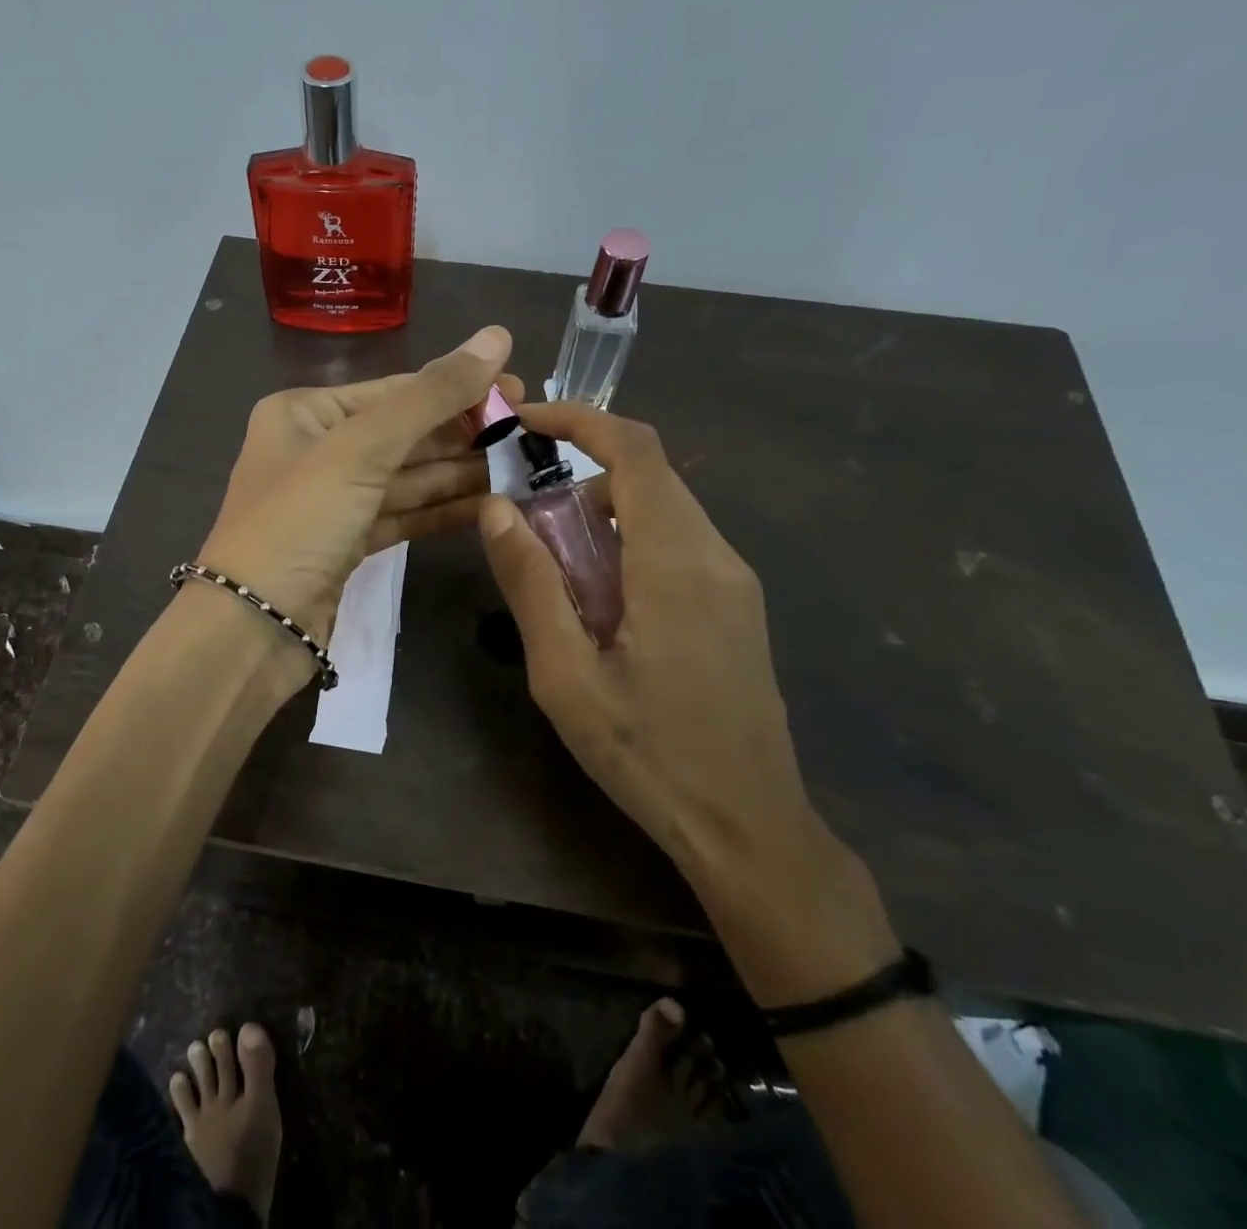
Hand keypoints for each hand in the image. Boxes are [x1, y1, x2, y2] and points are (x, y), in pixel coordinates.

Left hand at [197, 326, 516, 651]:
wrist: (253, 628)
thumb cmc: (299, 522)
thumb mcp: (362, 449)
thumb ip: (431, 395)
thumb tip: (497, 336)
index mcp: (305, 413)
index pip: (395, 392)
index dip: (458, 388)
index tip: (520, 390)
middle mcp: (317, 450)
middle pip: (405, 434)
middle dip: (464, 434)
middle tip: (530, 431)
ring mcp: (334, 501)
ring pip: (408, 478)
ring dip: (462, 474)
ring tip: (523, 467)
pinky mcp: (349, 544)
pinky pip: (404, 515)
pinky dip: (444, 511)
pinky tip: (491, 505)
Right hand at [476, 403, 898, 1002]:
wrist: (749, 827)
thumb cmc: (648, 753)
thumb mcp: (566, 675)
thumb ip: (531, 584)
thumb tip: (498, 509)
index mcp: (676, 562)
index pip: (637, 451)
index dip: (580, 421)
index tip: (525, 424)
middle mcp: (716, 555)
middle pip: (649, 477)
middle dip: (581, 474)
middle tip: (524, 515)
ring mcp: (735, 581)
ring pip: (664, 511)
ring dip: (603, 514)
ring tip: (556, 570)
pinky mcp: (737, 606)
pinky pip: (679, 545)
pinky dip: (630, 543)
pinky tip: (602, 603)